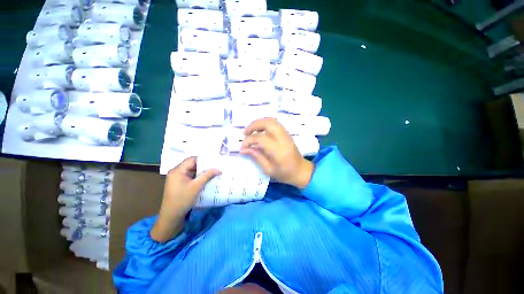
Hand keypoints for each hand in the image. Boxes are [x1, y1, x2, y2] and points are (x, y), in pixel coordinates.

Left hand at [151, 157, 219, 242]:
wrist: (171, 216)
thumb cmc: (183, 199)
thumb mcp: (197, 186)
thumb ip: (207, 175)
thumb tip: (219, 169)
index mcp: (177, 170)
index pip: (192, 159)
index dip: (203, 159)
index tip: (214, 161)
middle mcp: (176, 172)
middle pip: (192, 164)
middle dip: (204, 166)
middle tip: (215, 167)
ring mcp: (177, 178)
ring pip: (192, 171)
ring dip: (201, 172)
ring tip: (213, 172)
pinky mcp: (179, 184)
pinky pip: (190, 176)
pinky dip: (198, 177)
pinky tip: (206, 179)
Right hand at [241, 118, 313, 188]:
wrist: (301, 171)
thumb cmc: (285, 174)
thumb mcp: (268, 169)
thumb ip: (256, 157)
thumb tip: (244, 149)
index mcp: (278, 150)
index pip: (260, 138)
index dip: (248, 141)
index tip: (243, 147)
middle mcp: (283, 139)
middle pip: (267, 123)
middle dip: (253, 125)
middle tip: (245, 133)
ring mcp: (286, 134)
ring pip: (271, 120)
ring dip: (259, 123)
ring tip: (251, 131)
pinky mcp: (287, 133)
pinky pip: (275, 123)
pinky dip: (265, 123)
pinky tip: (260, 130)